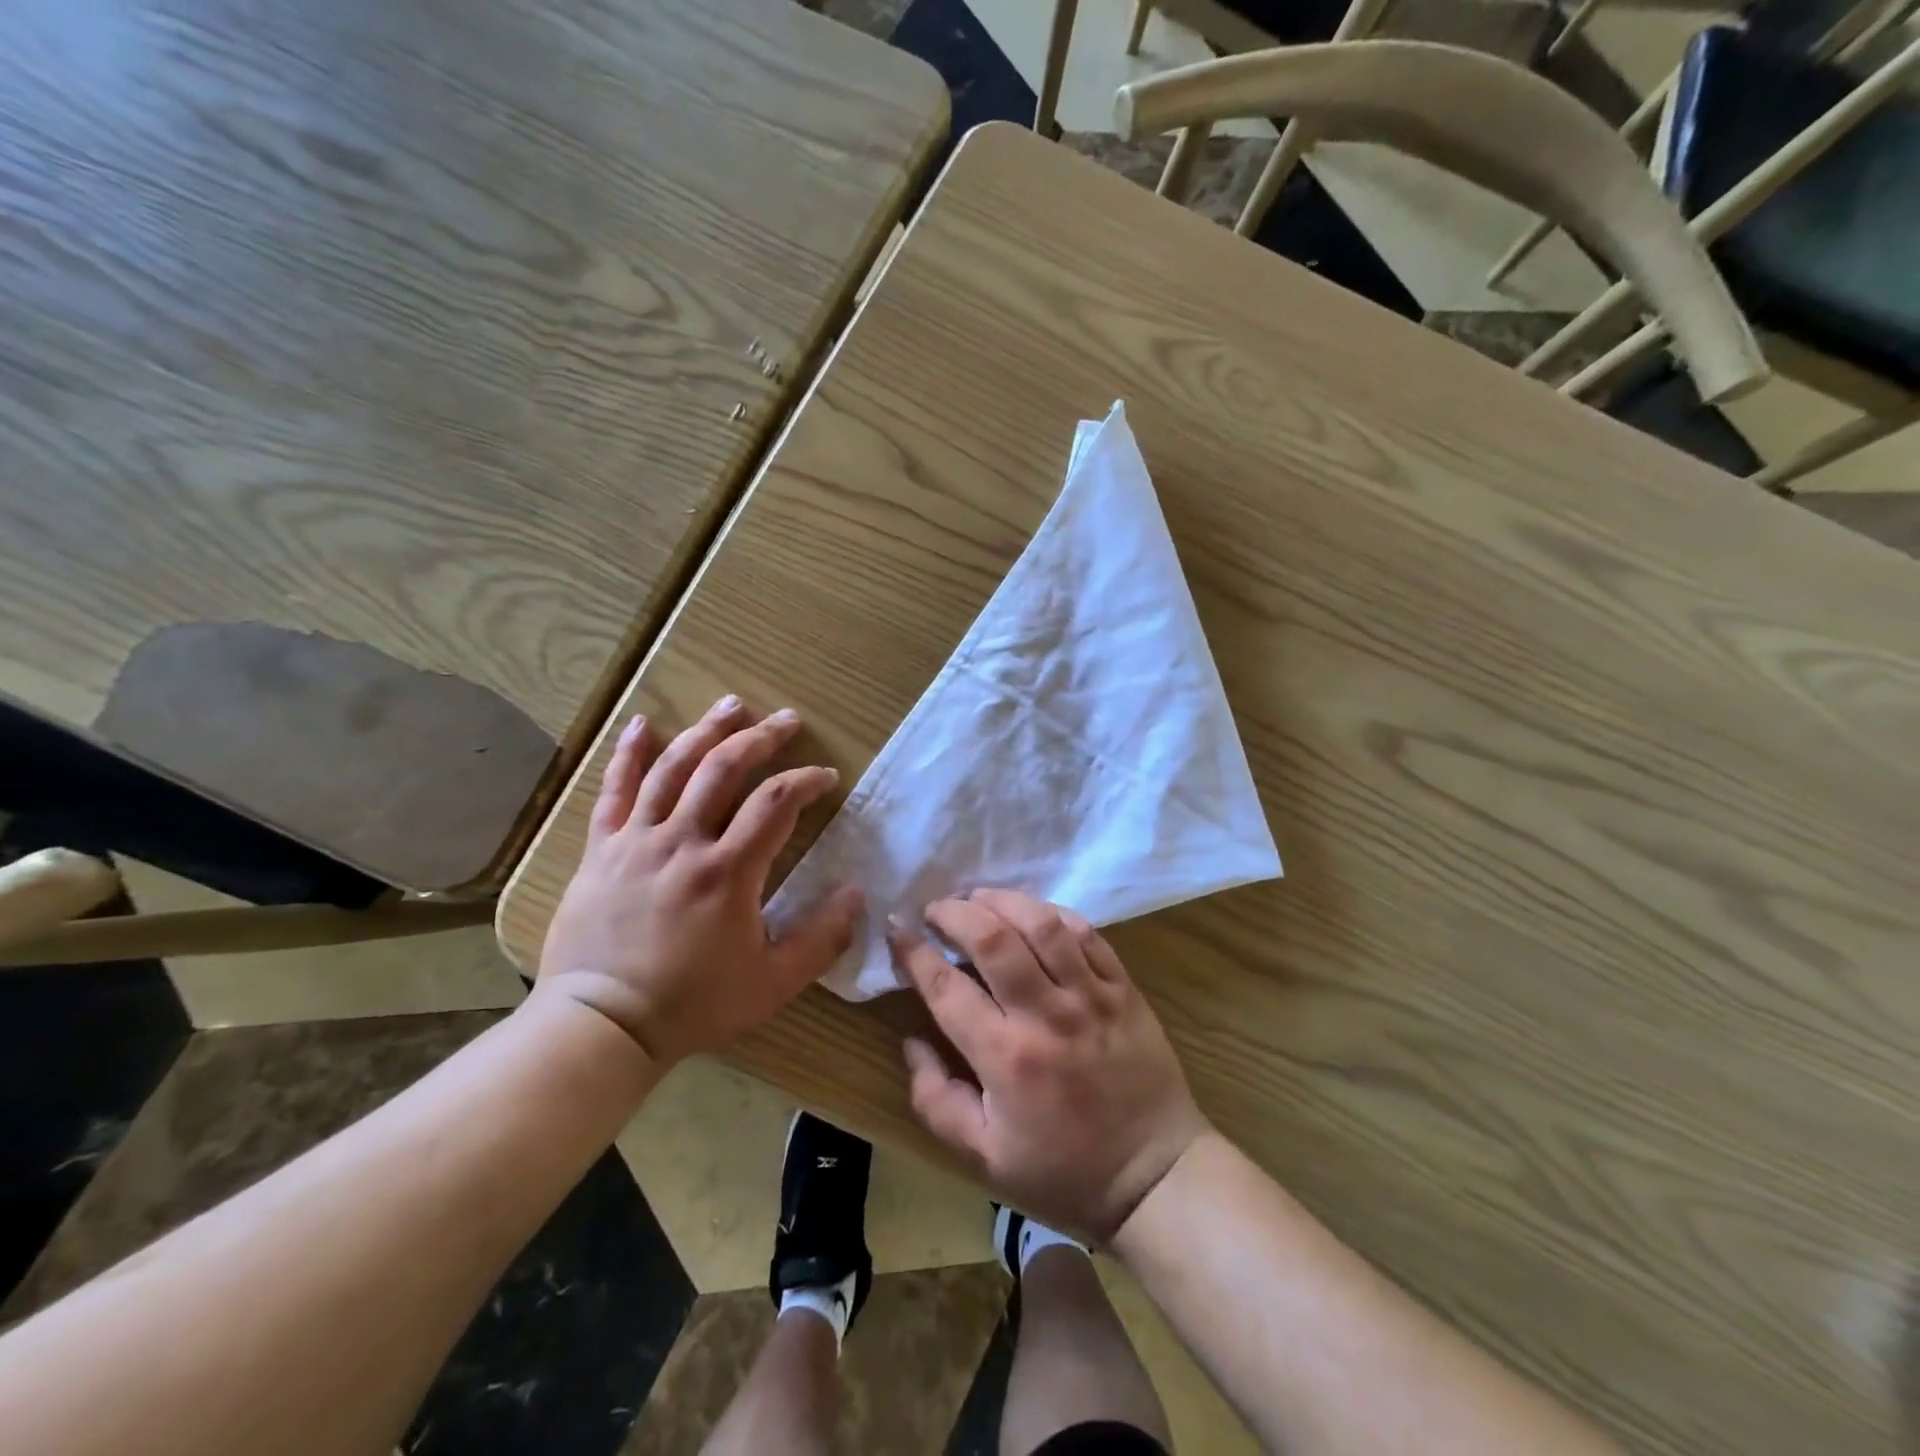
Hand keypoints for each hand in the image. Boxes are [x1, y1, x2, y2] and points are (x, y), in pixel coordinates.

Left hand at [538, 696, 863, 1065]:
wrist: (601, 1026)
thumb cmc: (692, 1004)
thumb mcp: (773, 982)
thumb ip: (822, 938)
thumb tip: (857, 893)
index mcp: (728, 871)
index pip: (776, 803)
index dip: (806, 781)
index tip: (826, 777)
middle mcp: (682, 842)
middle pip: (724, 769)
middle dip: (761, 738)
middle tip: (787, 721)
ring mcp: (636, 841)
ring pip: (673, 768)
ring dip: (706, 730)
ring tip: (732, 705)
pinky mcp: (602, 850)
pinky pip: (613, 791)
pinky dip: (629, 754)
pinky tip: (642, 725)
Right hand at [894, 890, 1209, 1243]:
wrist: (1155, 1177)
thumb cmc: (1063, 1170)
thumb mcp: (984, 1157)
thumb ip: (936, 1100)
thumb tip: (911, 1041)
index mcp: (1005, 1058)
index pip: (946, 987)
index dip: (914, 951)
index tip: (898, 928)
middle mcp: (1046, 1016)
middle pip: (993, 938)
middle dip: (955, 912)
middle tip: (937, 909)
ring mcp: (1091, 996)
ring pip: (1042, 924)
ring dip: (1003, 901)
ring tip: (980, 898)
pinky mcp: (1123, 989)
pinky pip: (1087, 934)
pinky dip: (1054, 914)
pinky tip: (1034, 914)